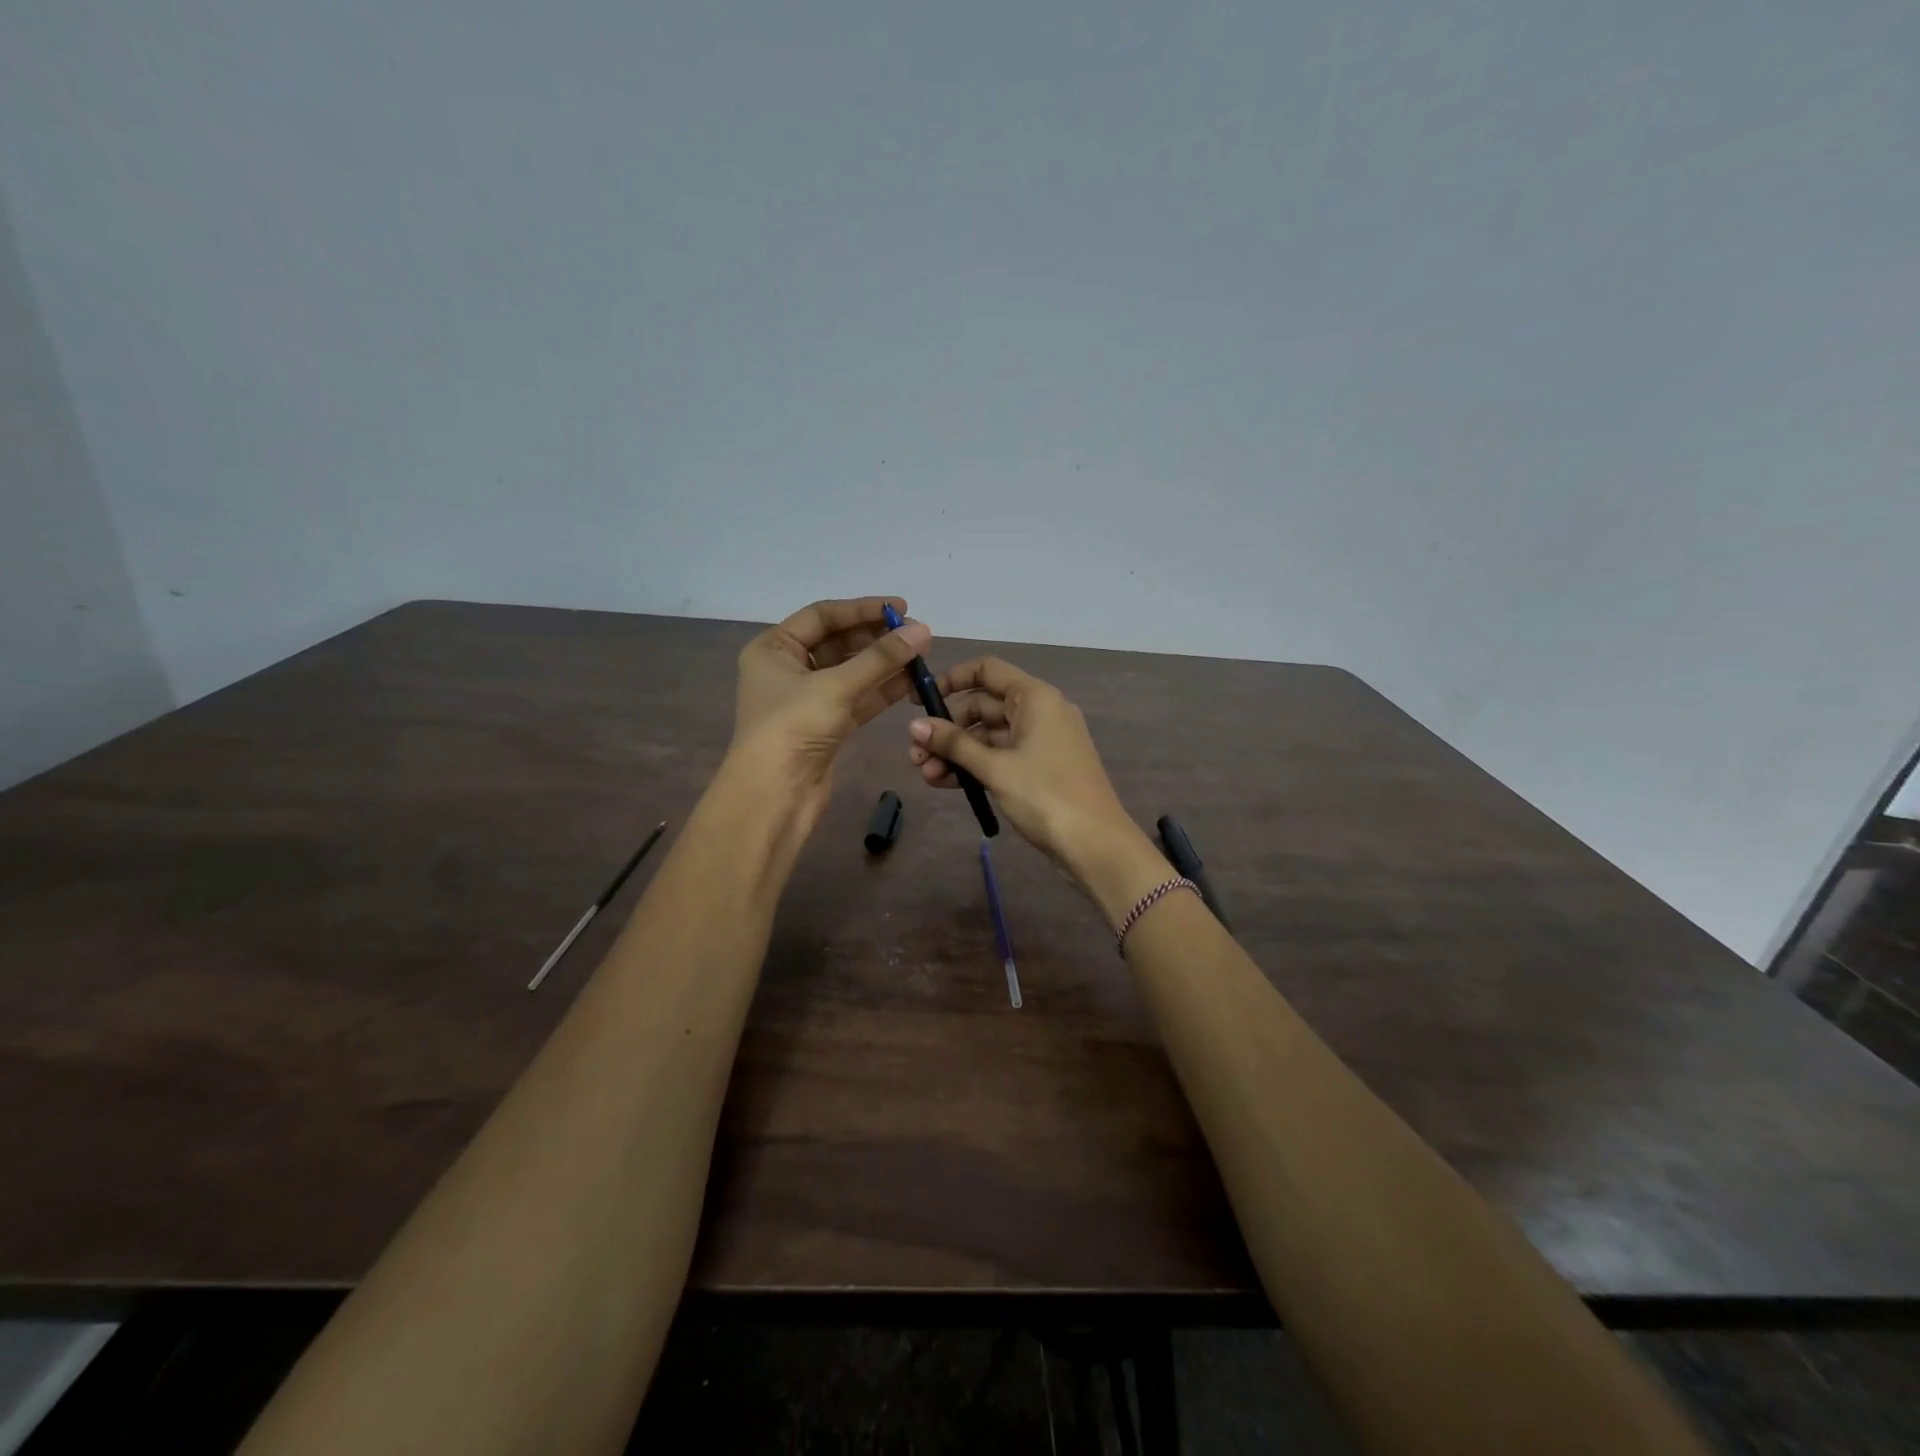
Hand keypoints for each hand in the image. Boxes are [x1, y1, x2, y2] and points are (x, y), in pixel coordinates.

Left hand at [731, 596, 930, 829]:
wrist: (774, 794)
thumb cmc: (793, 727)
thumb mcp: (837, 686)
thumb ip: (881, 658)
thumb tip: (923, 630)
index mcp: (774, 648)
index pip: (822, 616)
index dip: (862, 609)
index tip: (901, 608)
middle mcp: (787, 669)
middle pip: (838, 643)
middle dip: (876, 638)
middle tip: (915, 635)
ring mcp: (807, 700)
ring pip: (851, 672)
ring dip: (883, 664)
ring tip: (920, 656)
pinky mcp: (825, 726)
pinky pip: (857, 699)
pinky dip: (881, 690)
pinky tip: (910, 682)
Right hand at [906, 657, 1168, 919]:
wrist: (1095, 844)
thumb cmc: (1045, 795)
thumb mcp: (995, 768)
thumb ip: (953, 744)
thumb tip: (913, 726)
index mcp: (1035, 698)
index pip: (987, 670)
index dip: (951, 680)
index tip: (919, 700)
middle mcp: (1039, 712)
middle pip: (983, 706)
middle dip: (947, 729)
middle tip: (915, 754)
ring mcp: (1040, 742)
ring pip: (989, 736)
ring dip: (956, 752)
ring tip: (925, 775)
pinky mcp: (1039, 768)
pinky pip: (1000, 757)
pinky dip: (975, 766)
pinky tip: (946, 783)